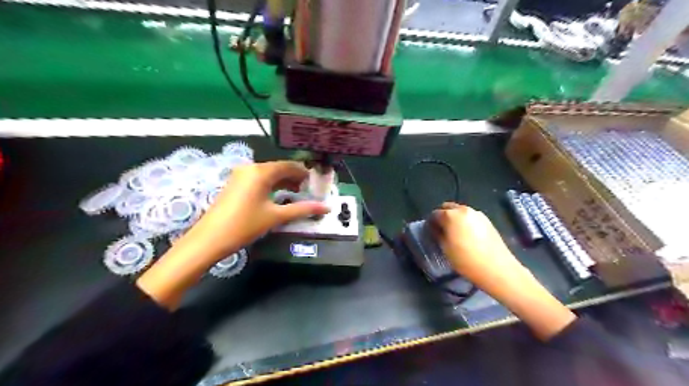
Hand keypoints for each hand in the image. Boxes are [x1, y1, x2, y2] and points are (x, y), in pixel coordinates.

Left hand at [138, 160, 328, 309]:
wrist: (209, 239)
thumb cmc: (245, 225)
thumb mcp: (276, 216)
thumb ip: (302, 209)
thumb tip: (326, 207)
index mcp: (261, 172)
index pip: (289, 166)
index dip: (304, 173)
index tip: (315, 183)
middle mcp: (250, 168)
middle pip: (278, 168)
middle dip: (294, 178)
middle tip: (308, 190)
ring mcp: (240, 175)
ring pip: (268, 173)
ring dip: (283, 181)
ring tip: (296, 193)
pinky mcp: (235, 183)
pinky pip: (258, 179)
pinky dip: (271, 185)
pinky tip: (277, 196)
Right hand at [430, 201, 576, 340]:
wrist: (498, 269)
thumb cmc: (466, 260)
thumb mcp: (445, 248)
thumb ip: (438, 233)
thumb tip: (435, 228)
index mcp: (451, 215)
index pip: (434, 214)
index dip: (430, 223)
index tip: (430, 232)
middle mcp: (464, 210)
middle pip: (447, 207)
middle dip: (442, 216)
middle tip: (440, 230)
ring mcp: (477, 214)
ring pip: (459, 211)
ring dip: (453, 218)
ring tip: (454, 234)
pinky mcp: (487, 220)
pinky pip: (470, 217)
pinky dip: (464, 222)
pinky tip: (466, 235)